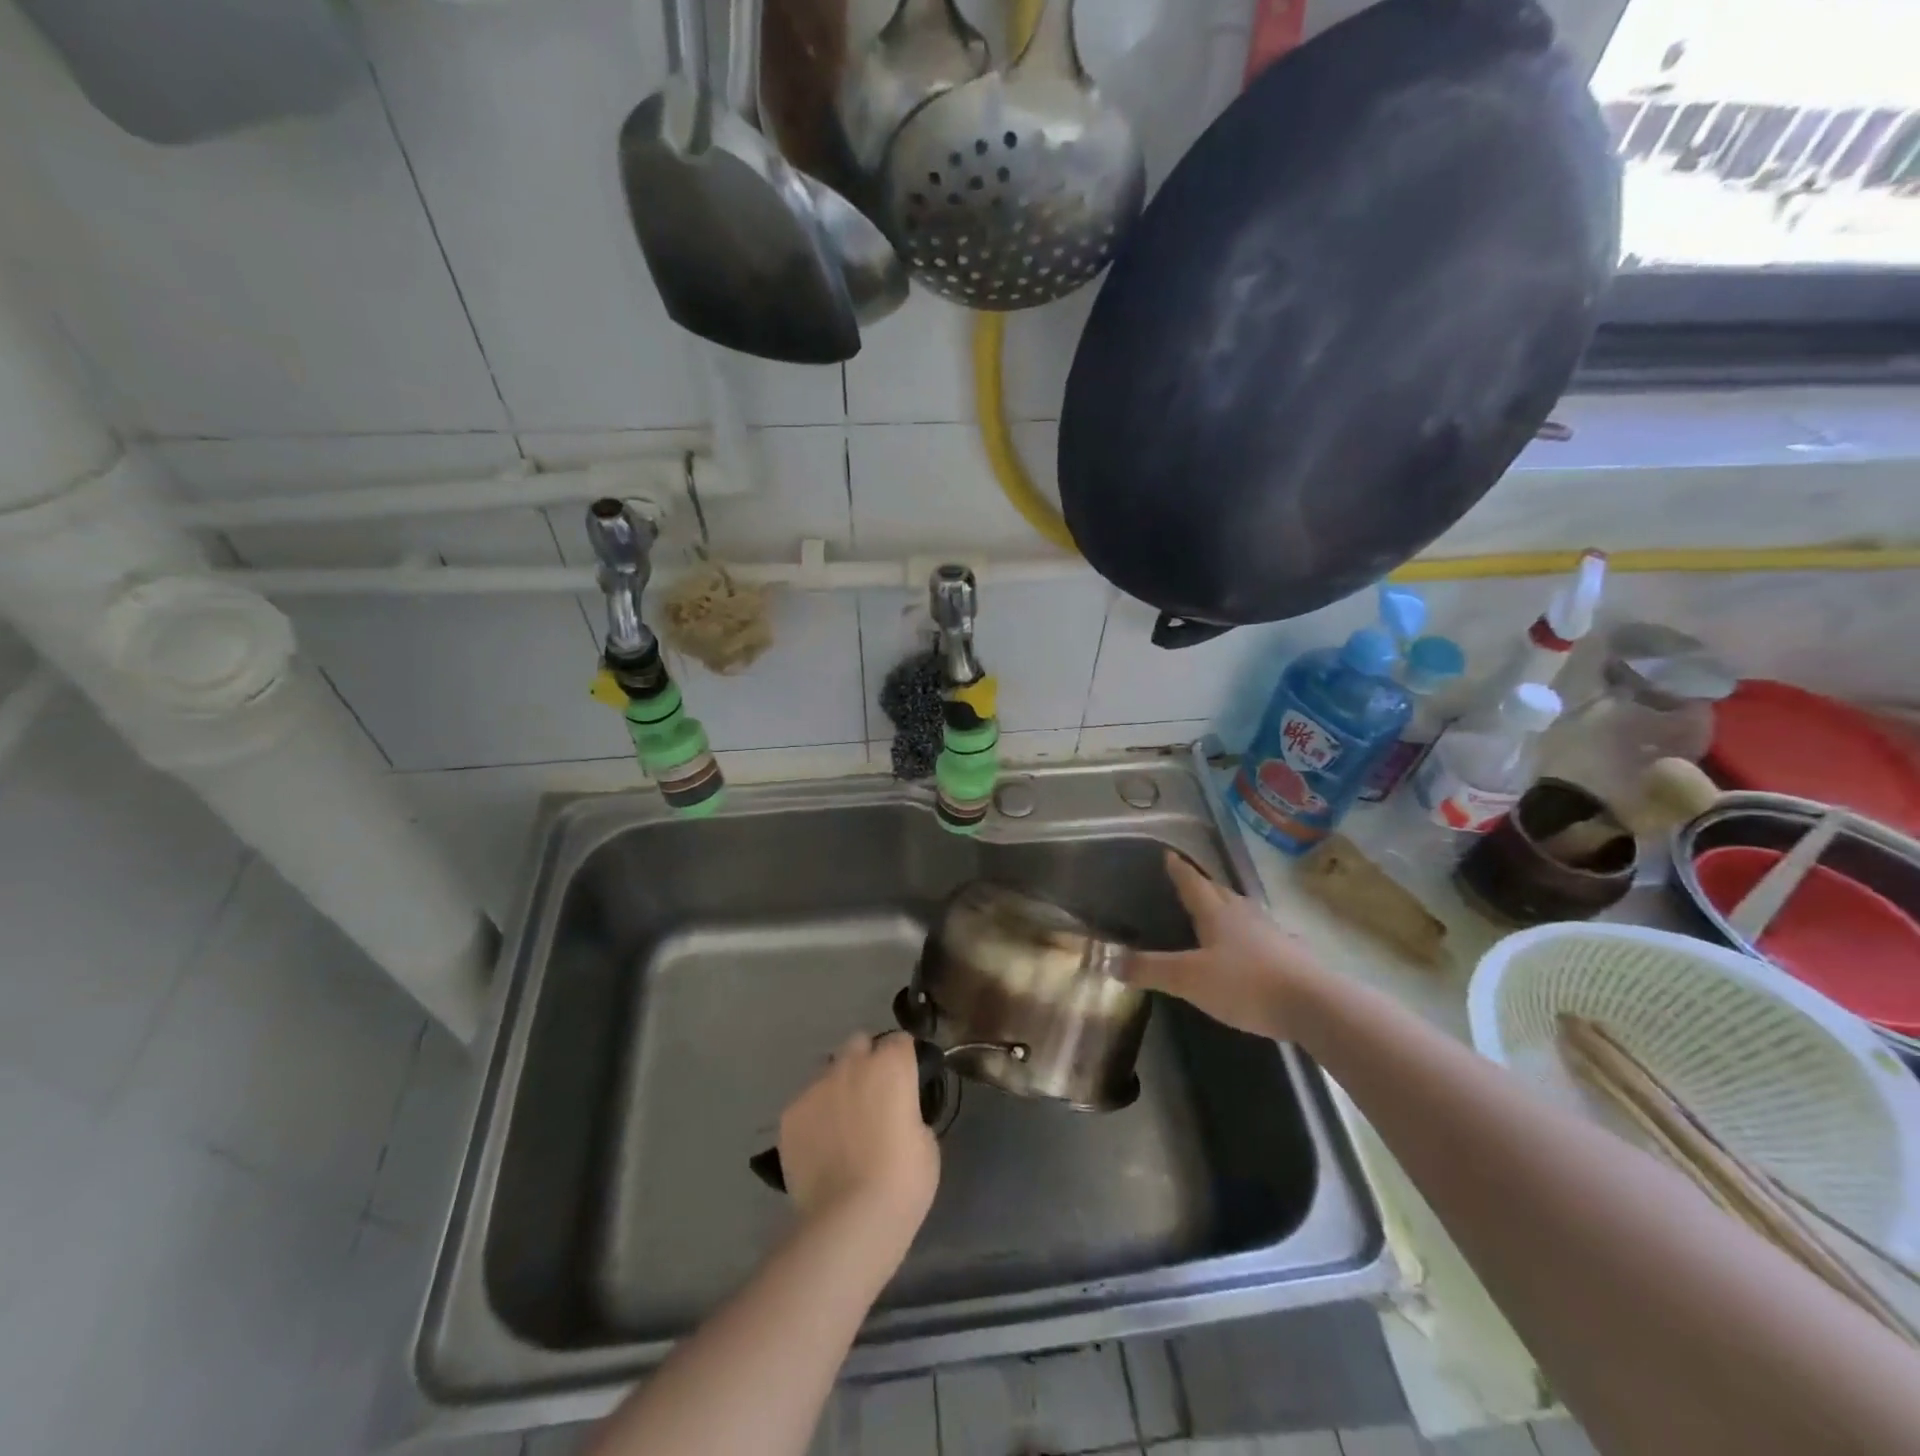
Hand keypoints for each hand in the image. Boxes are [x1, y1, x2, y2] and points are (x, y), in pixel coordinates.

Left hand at [777, 1033, 939, 1240]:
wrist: (851, 1219)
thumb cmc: (903, 1180)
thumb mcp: (926, 1141)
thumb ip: (909, 1112)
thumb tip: (897, 1113)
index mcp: (891, 1065)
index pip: (899, 1040)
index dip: (902, 1058)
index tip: (905, 1079)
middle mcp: (852, 1064)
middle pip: (859, 1044)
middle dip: (866, 1061)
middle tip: (872, 1096)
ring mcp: (816, 1087)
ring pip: (828, 1073)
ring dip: (838, 1088)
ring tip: (841, 1125)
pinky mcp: (790, 1115)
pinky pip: (806, 1104)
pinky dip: (814, 1118)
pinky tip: (820, 1147)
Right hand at [1124, 852, 1325, 1038]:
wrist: (1313, 1004)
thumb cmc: (1244, 984)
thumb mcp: (1188, 979)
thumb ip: (1150, 969)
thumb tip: (1110, 960)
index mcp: (1217, 914)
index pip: (1193, 883)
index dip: (1179, 870)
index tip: (1169, 854)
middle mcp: (1244, 915)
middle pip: (1220, 893)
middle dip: (1203, 886)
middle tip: (1190, 883)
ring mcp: (1272, 933)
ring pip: (1244, 912)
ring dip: (1229, 908)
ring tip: (1219, 911)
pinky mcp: (1292, 955)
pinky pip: (1265, 936)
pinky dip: (1253, 936)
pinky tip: (1256, 946)